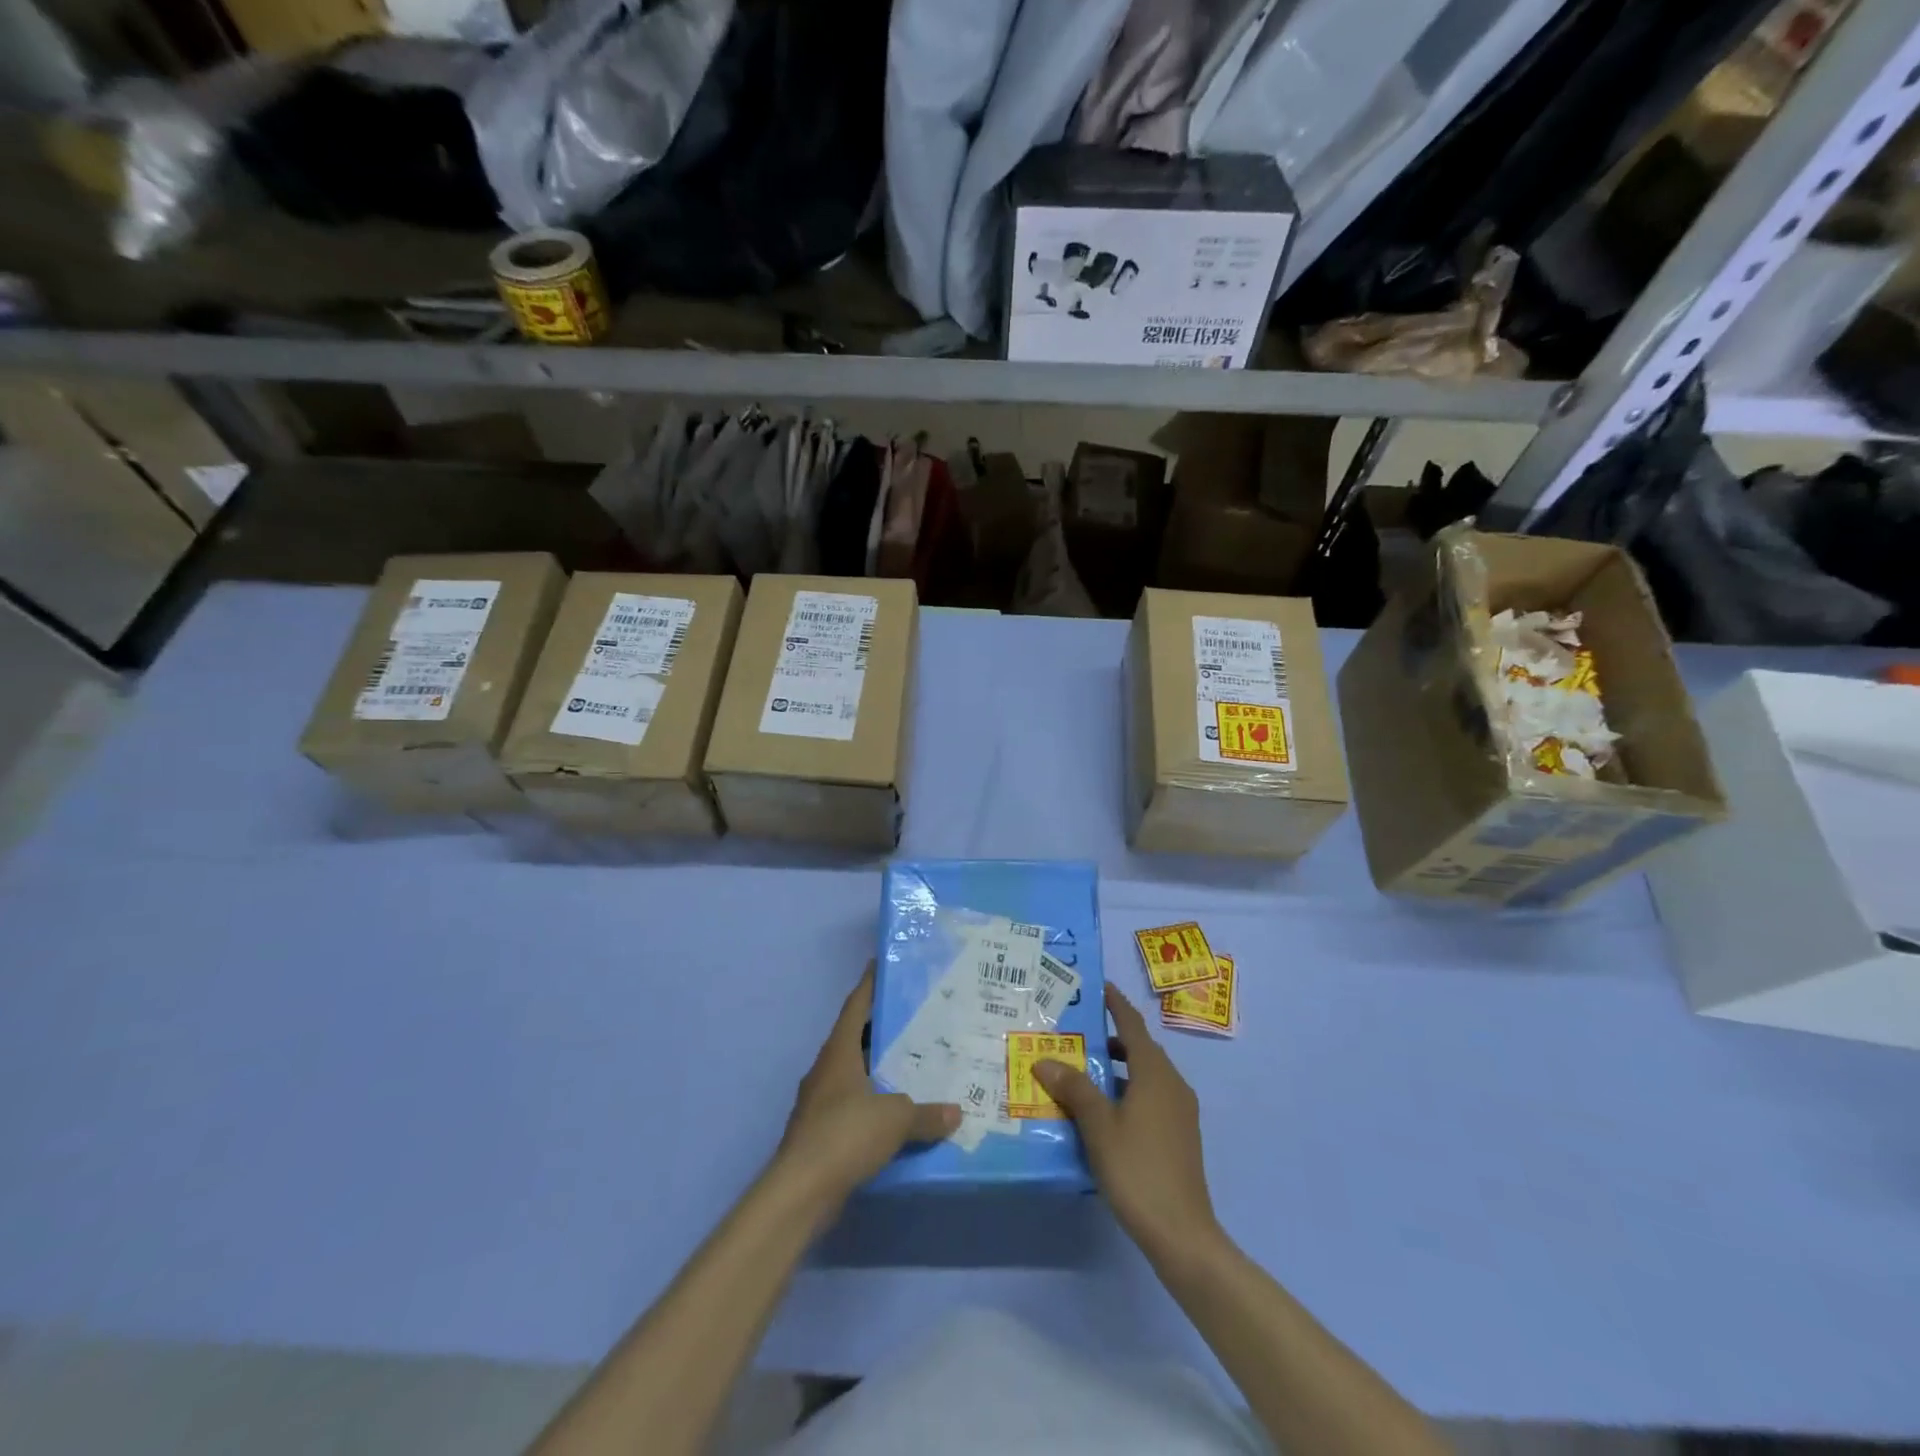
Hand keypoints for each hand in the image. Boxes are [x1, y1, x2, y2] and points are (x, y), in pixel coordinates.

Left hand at [772, 964, 960, 1211]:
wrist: (800, 1190)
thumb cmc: (845, 1135)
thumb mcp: (895, 1119)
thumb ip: (926, 1114)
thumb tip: (956, 1113)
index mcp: (838, 1052)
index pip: (855, 1007)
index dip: (869, 985)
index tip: (882, 965)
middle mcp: (826, 1069)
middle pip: (854, 1038)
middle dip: (881, 1027)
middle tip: (914, 1017)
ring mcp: (819, 1102)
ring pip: (853, 1073)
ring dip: (877, 1067)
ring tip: (912, 1062)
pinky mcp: (820, 1132)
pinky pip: (852, 1104)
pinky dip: (873, 1101)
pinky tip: (896, 1111)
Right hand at [1034, 983, 1219, 1262]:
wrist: (1182, 1233)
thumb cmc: (1138, 1169)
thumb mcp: (1098, 1126)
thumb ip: (1074, 1089)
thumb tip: (1045, 1060)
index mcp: (1155, 1073)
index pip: (1132, 1025)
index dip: (1116, 1004)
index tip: (1099, 987)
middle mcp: (1172, 1084)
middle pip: (1140, 1049)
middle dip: (1110, 1038)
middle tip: (1076, 1033)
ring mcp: (1179, 1111)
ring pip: (1145, 1075)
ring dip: (1117, 1068)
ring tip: (1082, 1072)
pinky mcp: (1179, 1135)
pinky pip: (1150, 1097)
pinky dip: (1127, 1091)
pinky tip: (1102, 1112)